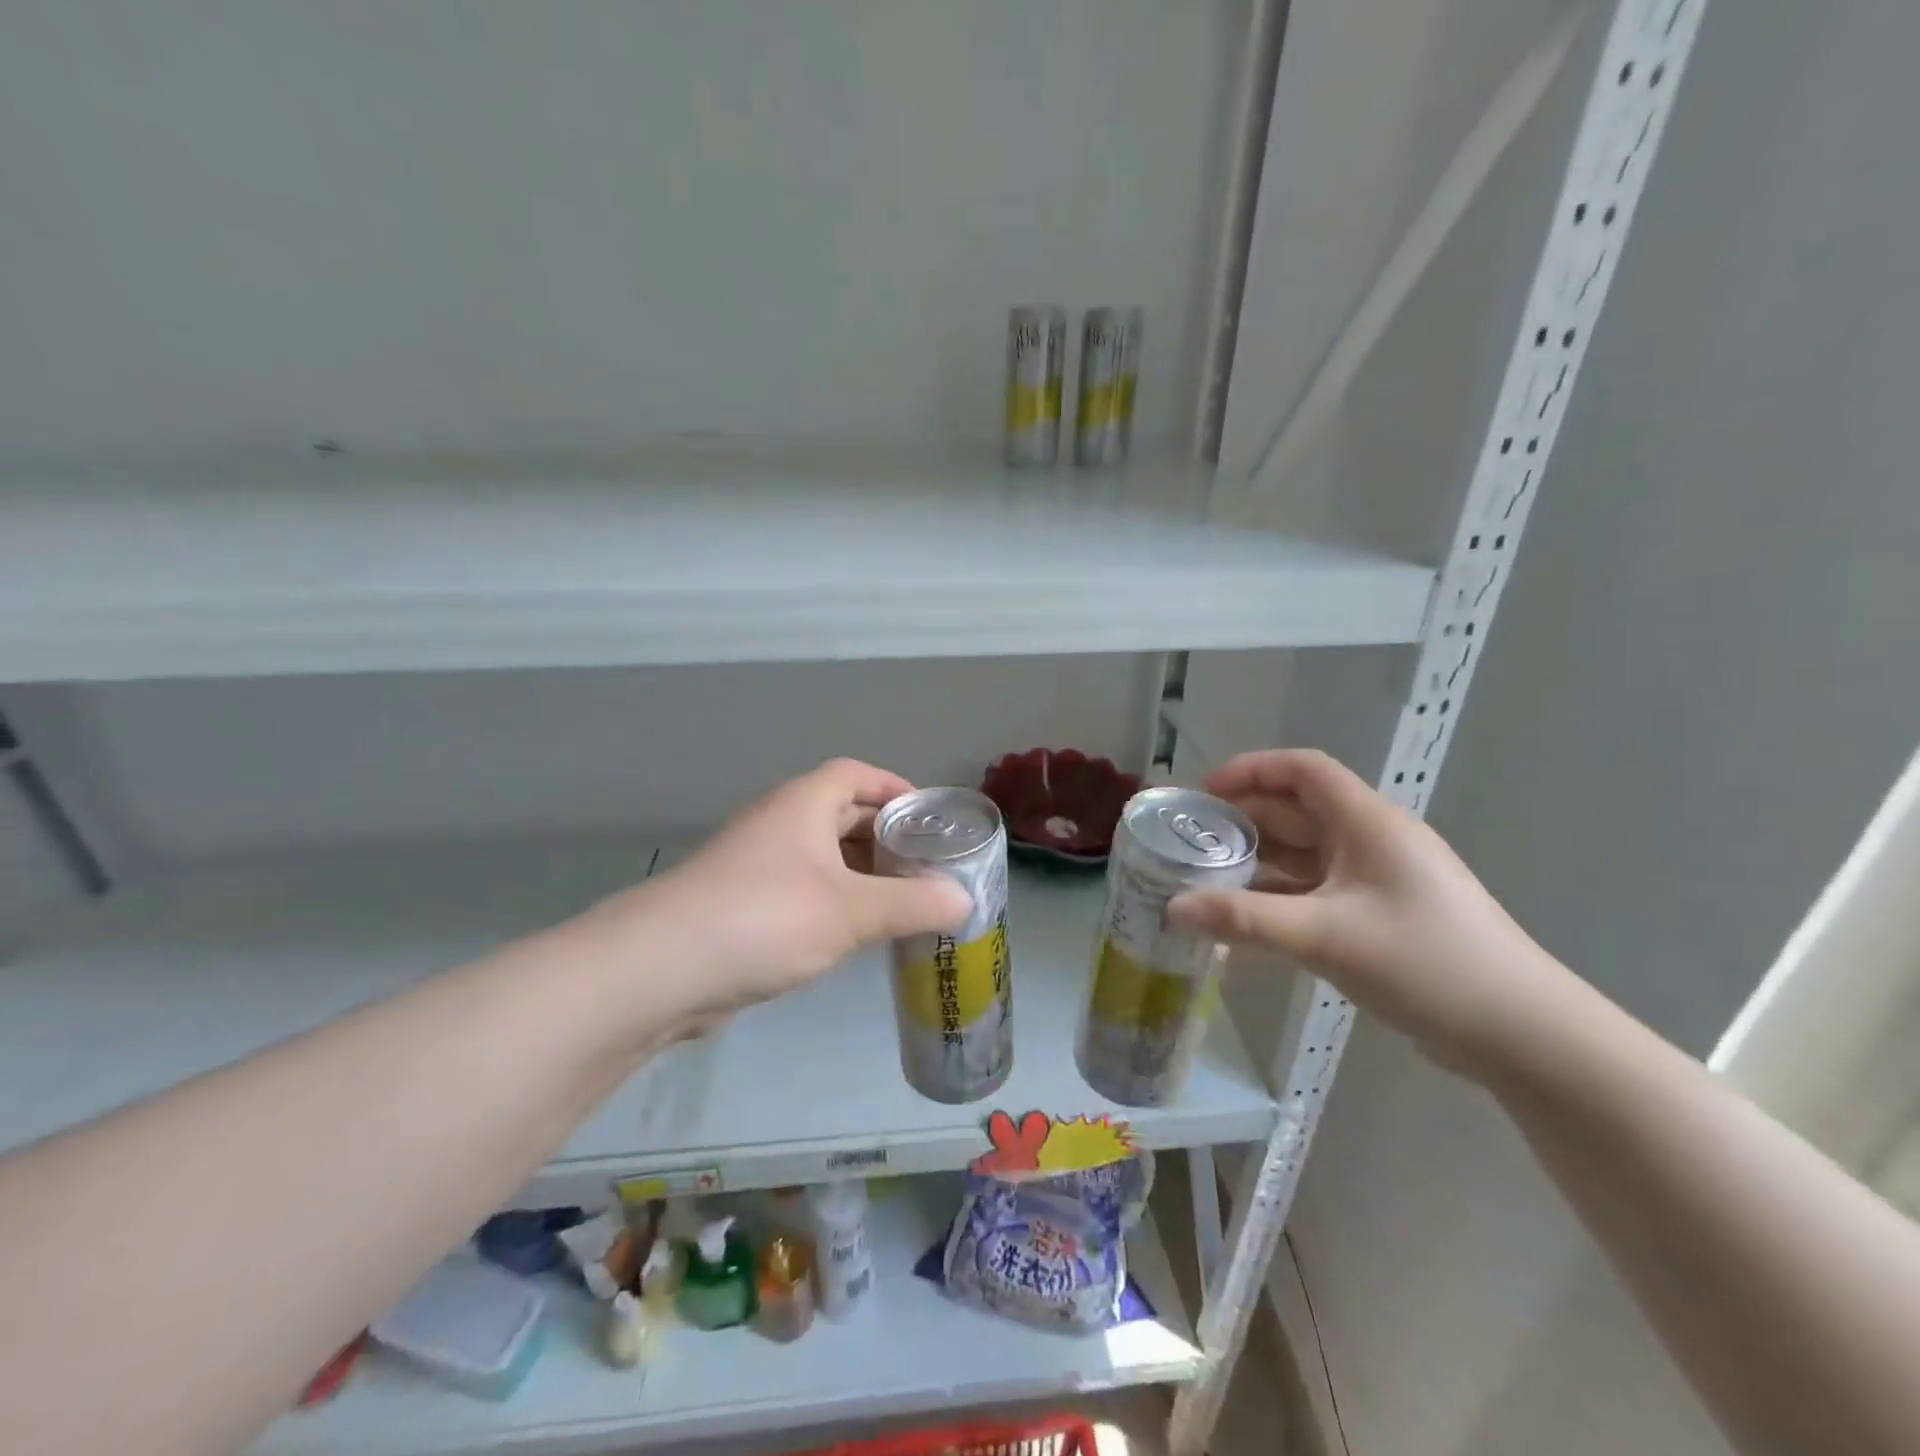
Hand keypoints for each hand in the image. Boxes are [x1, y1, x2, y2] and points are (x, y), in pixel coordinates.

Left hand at [614, 759, 971, 1021]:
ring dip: (859, 874)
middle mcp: (778, 824)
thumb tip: (965, 901)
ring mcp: (754, 865)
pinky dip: (831, 902)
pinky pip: (800, 890)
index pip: (856, 774)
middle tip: (925, 866)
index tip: (929, 817)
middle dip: (883, 836)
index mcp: (803, 805)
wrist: (659, 969)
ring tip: (900, 902)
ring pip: (820, 857)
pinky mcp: (740, 905)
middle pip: (840, 814)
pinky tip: (852, 934)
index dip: (894, 787)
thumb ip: (912, 904)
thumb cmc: (765, 918)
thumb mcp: (851, 911)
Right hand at [1166, 749, 1567, 1079]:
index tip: (1203, 794)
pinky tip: (1244, 928)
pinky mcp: (1379, 918)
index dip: (1249, 770)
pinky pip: (1315, 895)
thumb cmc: (1426, 962)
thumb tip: (1171, 909)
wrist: (1523, 1034)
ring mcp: (1377, 881)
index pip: (1302, 770)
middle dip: (1242, 822)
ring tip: (1204, 882)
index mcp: (1367, 823)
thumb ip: (1244, 920)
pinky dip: (1278, 902)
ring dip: (1256, 865)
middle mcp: (1371, 841)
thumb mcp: (1325, 937)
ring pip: (1303, 856)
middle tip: (1189, 844)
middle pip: (1296, 812)